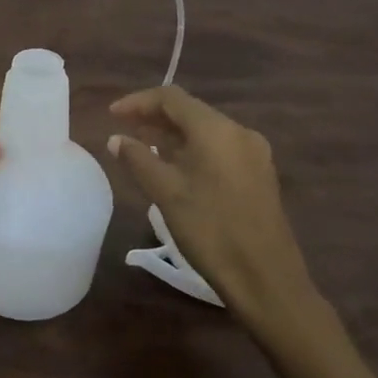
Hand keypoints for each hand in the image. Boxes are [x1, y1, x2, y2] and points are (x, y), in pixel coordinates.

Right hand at [107, 86, 324, 352]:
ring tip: (143, 147)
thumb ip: (138, 158)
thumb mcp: (165, 193)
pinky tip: (175, 167)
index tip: (111, 116)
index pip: (171, 98)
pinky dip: (192, 149)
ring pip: (205, 131)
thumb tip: (116, 139)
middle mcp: (239, 132)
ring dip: (172, 134)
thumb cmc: (210, 230)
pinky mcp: (259, 175)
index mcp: (216, 130)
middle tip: (123, 130)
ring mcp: (254, 154)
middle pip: (190, 111)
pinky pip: (219, 148)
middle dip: (154, 117)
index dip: (138, 102)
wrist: (266, 279)